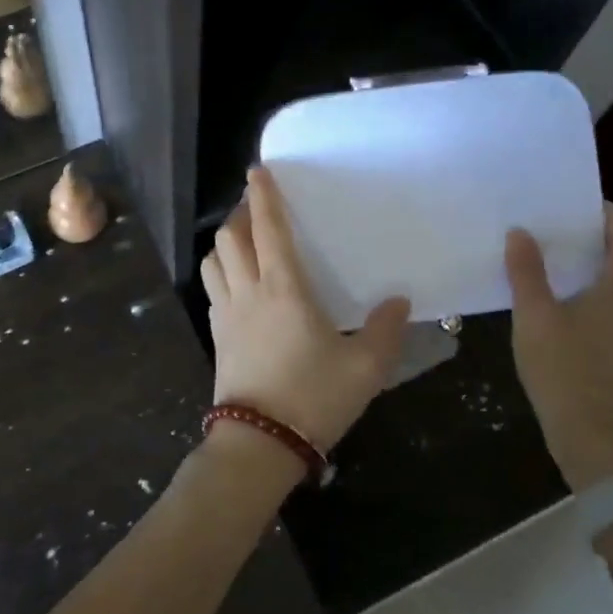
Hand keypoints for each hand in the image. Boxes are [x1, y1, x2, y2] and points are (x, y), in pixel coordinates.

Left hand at [200, 166, 410, 452]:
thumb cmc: (313, 398)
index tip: (258, 171)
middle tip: (258, 206)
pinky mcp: (218, 336)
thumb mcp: (365, 368)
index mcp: (283, 288)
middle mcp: (248, 291)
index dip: (262, 196)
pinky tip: (240, 283)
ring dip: (225, 241)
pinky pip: (213, 288)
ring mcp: (227, 314)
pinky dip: (221, 271)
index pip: (267, 229)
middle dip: (241, 213)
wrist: (259, 443)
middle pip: (230, 237)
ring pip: (213, 261)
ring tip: (244, 240)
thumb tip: (399, 301)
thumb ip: (385, 331)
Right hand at [505, 204, 612, 487]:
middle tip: (569, 223)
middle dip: (608, 234)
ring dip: (600, 261)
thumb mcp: (535, 318)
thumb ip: (527, 273)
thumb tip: (521, 231)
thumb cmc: (565, 370)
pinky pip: (611, 303)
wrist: (593, 437)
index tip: (579, 201)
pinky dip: (593, 287)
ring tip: (558, 252)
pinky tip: (559, 296)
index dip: (611, 213)